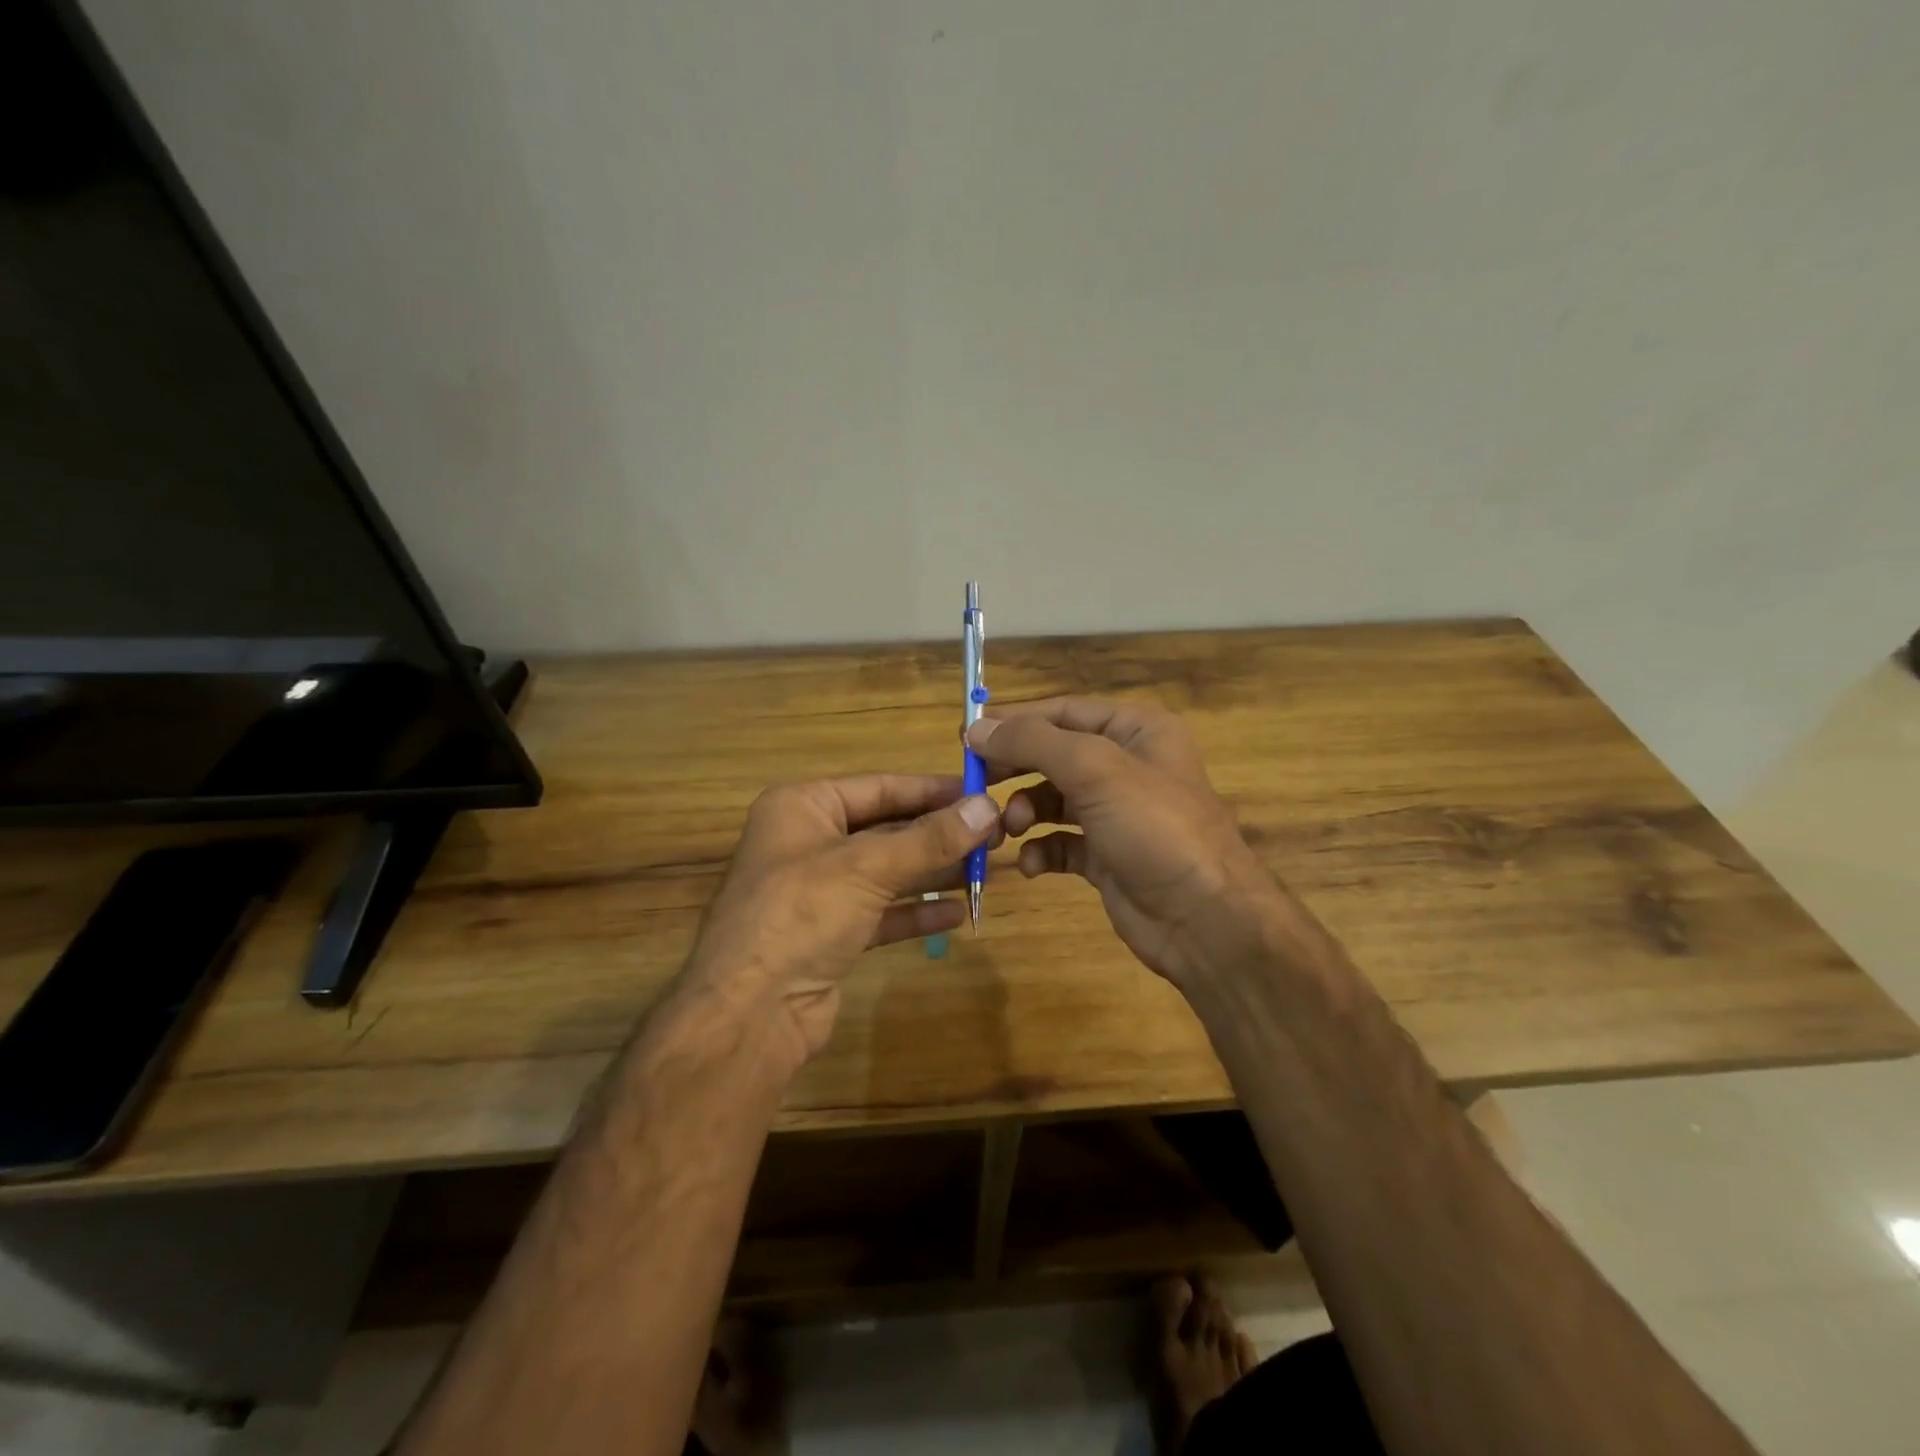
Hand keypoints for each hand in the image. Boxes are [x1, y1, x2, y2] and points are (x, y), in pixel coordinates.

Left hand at [683, 774, 998, 1071]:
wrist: (749, 1013)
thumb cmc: (800, 915)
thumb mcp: (867, 867)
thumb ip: (930, 839)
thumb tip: (987, 807)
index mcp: (802, 807)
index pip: (879, 787)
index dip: (932, 790)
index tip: (981, 792)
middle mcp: (808, 843)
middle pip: (885, 829)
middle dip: (938, 835)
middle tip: (995, 835)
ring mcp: (817, 892)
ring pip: (886, 872)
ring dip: (933, 872)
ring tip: (985, 870)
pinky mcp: (829, 935)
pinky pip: (882, 913)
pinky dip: (916, 913)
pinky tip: (957, 912)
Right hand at [966, 698, 1283, 987]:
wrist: (1204, 920)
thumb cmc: (1154, 828)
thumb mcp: (1095, 770)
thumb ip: (1033, 742)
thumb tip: (976, 728)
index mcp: (1137, 730)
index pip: (1064, 711)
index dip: (1015, 720)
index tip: (967, 734)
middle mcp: (1127, 766)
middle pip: (1054, 754)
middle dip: (1015, 768)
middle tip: (975, 781)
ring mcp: (1117, 814)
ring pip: (1053, 799)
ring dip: (1024, 811)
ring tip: (1009, 828)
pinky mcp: (1107, 856)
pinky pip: (1061, 842)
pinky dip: (1041, 849)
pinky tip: (1033, 864)